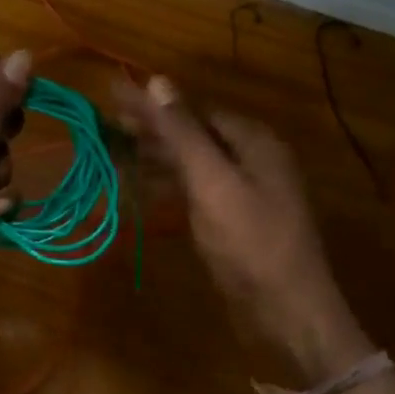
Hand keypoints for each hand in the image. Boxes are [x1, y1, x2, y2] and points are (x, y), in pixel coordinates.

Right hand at [118, 75, 373, 382]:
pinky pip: (198, 190)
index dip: (153, 103)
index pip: (194, 109)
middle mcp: (252, 159)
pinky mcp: (236, 221)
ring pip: (194, 162)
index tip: (113, 96)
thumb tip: (156, 81)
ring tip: (115, 150)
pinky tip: (144, 186)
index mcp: (253, 141)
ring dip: (157, 155)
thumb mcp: (211, 181)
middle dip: (152, 127)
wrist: (287, 313)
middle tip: (107, 123)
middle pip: (194, 133)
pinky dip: (170, 184)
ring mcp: (246, 192)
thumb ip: (182, 133)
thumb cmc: (249, 242)